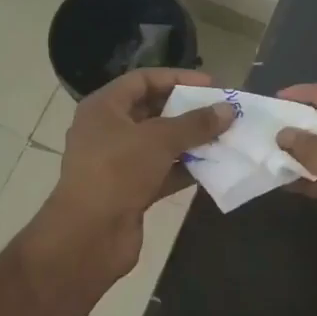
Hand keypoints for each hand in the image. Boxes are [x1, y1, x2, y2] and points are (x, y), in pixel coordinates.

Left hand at [45, 68, 234, 279]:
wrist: (88, 237)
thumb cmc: (118, 172)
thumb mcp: (159, 140)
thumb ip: (196, 123)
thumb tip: (228, 110)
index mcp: (104, 108)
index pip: (143, 80)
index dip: (177, 78)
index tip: (211, 85)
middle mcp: (107, 130)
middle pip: (152, 111)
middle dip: (187, 111)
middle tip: (221, 112)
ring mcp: (117, 163)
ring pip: (159, 144)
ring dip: (190, 141)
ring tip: (224, 138)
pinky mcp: (129, 191)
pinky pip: (161, 172)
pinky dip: (184, 169)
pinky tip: (213, 168)